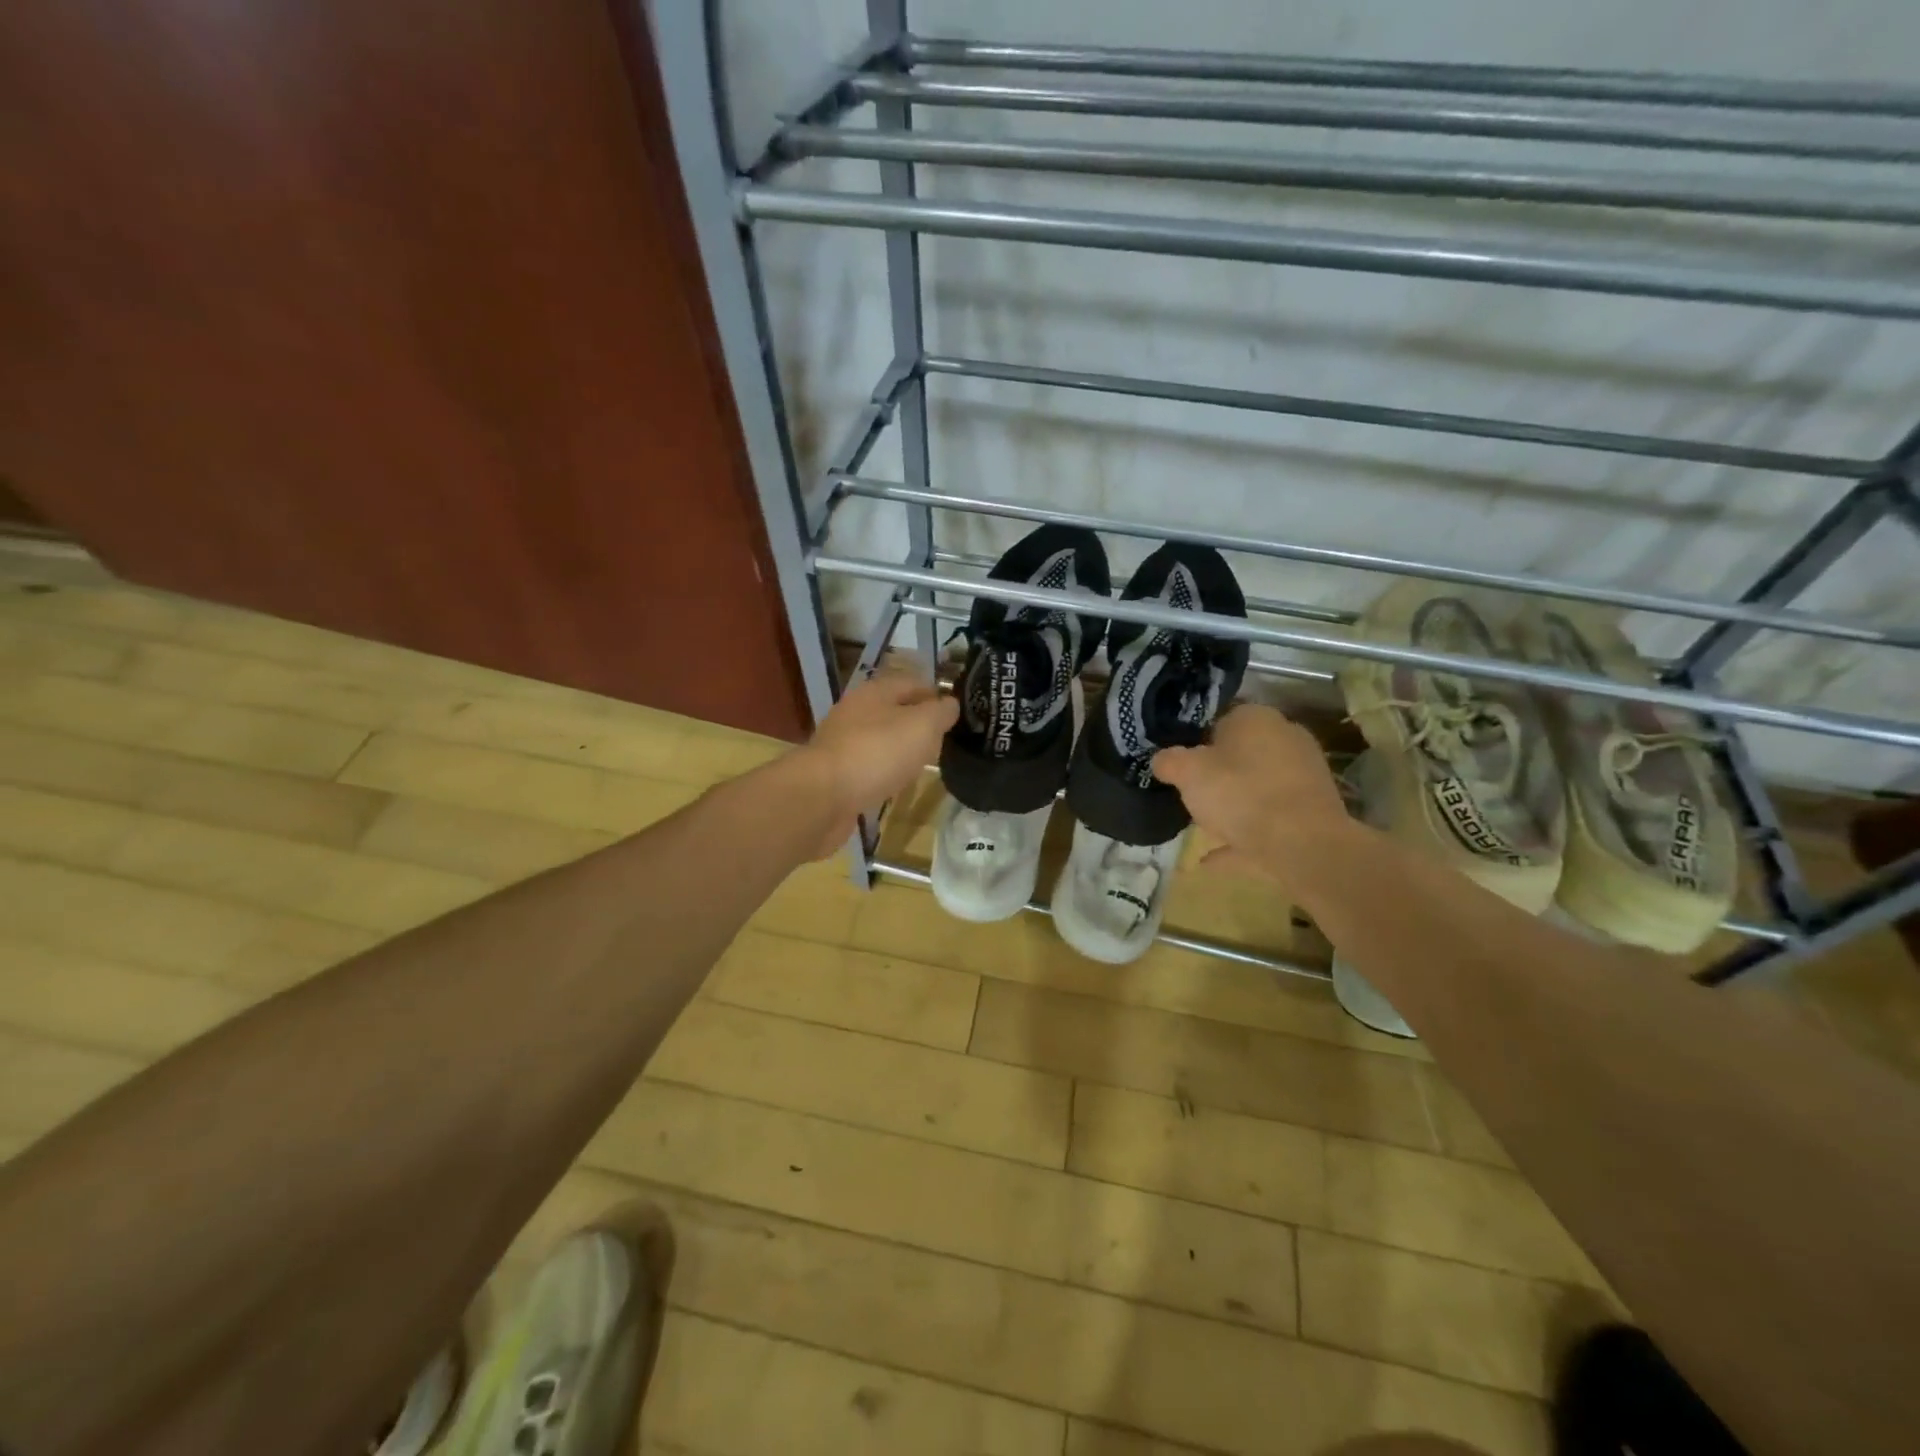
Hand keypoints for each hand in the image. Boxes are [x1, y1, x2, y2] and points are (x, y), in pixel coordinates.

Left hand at [795, 664, 957, 857]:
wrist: (822, 796)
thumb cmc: (878, 752)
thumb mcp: (922, 726)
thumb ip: (941, 712)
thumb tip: (950, 704)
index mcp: (875, 691)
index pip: (913, 682)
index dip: (937, 694)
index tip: (957, 715)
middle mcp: (856, 711)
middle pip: (895, 710)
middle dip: (919, 723)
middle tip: (942, 741)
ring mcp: (842, 742)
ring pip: (881, 738)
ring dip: (901, 749)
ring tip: (923, 764)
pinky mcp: (836, 772)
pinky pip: (868, 765)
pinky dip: (884, 771)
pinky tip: (895, 784)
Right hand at [1151, 705, 1358, 885]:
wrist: (1302, 845)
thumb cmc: (1240, 794)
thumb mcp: (1187, 773)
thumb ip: (1169, 761)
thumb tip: (1161, 759)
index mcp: (1256, 718)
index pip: (1220, 718)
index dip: (1195, 740)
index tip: (1180, 763)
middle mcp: (1285, 737)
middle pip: (1241, 753)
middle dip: (1217, 772)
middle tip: (1190, 792)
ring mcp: (1303, 775)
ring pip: (1257, 787)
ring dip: (1233, 805)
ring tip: (1202, 826)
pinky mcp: (1312, 811)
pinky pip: (1268, 820)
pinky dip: (1242, 836)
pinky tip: (1212, 859)